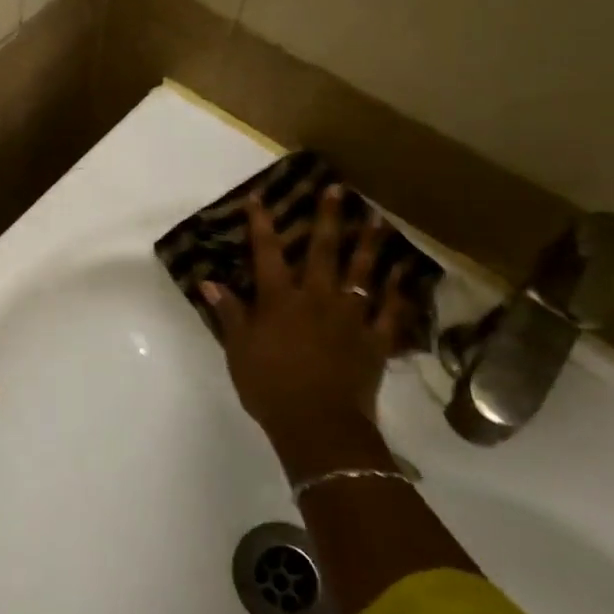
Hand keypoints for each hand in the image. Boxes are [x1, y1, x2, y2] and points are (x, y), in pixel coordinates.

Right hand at [203, 189, 410, 479]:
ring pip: (362, 273)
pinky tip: (405, 273)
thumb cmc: (269, 385)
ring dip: (369, 244)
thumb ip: (228, 312)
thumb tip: (209, 281)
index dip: (262, 224)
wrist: (317, 423)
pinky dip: (399, 291)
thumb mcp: (238, 349)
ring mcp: (350, 316)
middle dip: (327, 218)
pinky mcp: (375, 339)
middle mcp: (317, 297)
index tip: (260, 198)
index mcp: (280, 299)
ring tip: (377, 220)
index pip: (267, 253)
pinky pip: (391, 311)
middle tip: (337, 190)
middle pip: (322, 251)